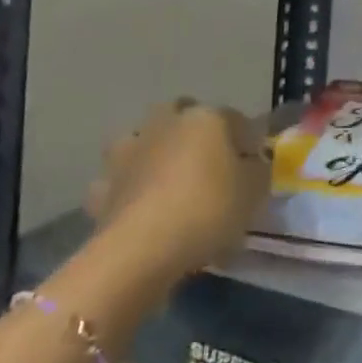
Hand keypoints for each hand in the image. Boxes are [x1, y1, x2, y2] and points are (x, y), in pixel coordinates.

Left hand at [85, 98, 269, 277]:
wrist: (141, 249)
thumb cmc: (208, 209)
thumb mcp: (254, 192)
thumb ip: (257, 171)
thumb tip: (252, 165)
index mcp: (208, 117)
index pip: (236, 119)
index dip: (248, 141)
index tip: (255, 165)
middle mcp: (167, 123)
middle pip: (183, 114)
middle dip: (194, 131)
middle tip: (208, 162)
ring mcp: (130, 151)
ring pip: (143, 138)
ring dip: (153, 150)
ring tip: (166, 178)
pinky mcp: (103, 185)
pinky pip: (117, 179)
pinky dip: (126, 187)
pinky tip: (137, 204)